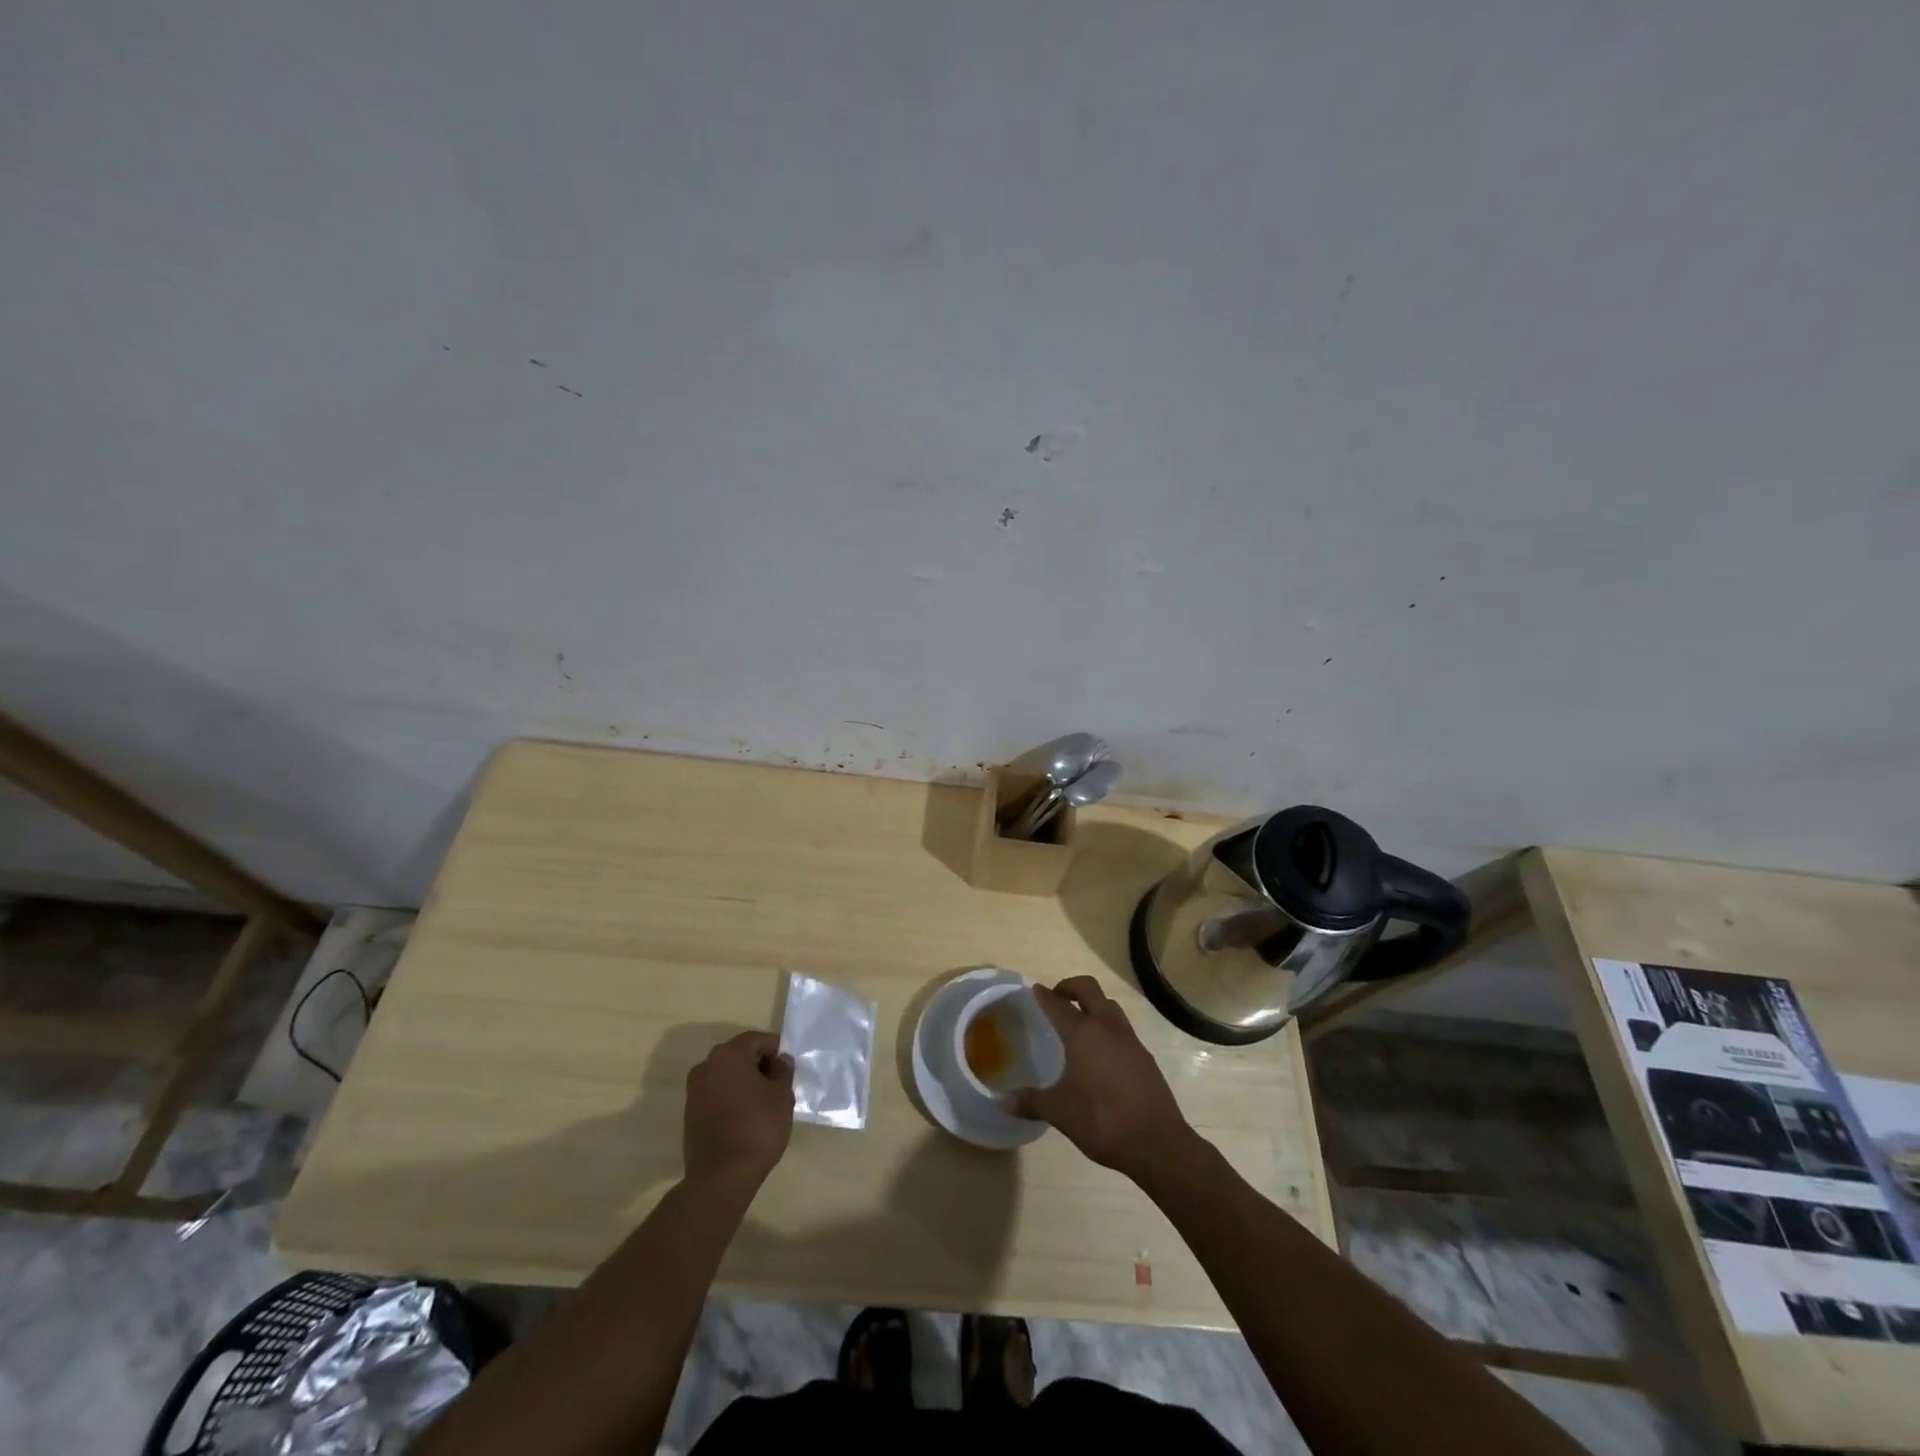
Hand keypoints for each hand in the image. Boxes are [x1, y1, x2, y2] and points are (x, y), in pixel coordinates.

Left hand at [683, 1031, 794, 1189]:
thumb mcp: (782, 1095)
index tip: (788, 1068)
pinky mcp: (690, 1112)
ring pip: (726, 1074)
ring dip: (744, 1080)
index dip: (776, 1050)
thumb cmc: (757, 1127)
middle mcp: (707, 1065)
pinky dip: (731, 1096)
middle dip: (759, 1063)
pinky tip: (745, 1115)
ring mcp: (694, 1089)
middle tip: (778, 1083)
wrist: (721, 1176)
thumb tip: (780, 1061)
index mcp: (729, 1054)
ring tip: (763, 1102)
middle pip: (739, 1054)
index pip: (757, 1039)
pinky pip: (716, 1092)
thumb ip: (783, 1071)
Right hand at [1009, 976, 1195, 1183]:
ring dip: (1093, 1005)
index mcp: (1083, 1034)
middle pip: (1089, 989)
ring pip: (1109, 1006)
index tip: (1034, 989)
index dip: (1044, 995)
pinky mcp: (1145, 1056)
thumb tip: (1003, 1101)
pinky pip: (1122, 1029)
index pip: (1058, 1004)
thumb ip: (1031, 1102)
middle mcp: (1107, 1027)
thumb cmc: (1102, 1120)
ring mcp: (1130, 1040)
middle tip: (1056, 997)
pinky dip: (1108, 1028)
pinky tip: (1101, 1053)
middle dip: (1070, 987)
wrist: (1157, 1143)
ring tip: (1078, 1022)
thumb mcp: (1060, 1112)